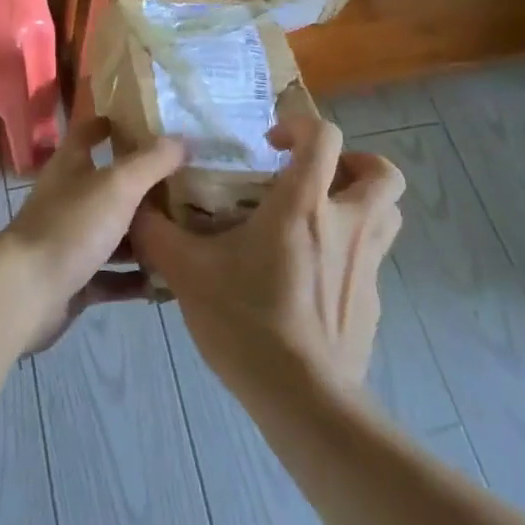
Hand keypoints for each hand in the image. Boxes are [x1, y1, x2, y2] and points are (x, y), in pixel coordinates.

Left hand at [2, 116, 184, 353]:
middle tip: (187, 184)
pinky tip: (166, 282)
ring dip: (144, 237)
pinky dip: (136, 279)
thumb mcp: (118, 185)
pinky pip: (112, 277)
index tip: (147, 123)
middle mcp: (68, 199)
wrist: (27, 293)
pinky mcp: (75, 280)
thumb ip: (152, 161)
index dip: (112, 124)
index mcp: (70, 167)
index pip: (88, 133)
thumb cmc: (72, 226)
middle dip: (143, 186)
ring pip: (113, 233)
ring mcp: (70, 241)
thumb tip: (183, 139)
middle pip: (108, 186)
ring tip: (184, 234)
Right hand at [132, 115, 403, 397]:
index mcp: (304, 206)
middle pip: (382, 173)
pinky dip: (351, 250)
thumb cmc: (247, 322)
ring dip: (362, 201)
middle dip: (355, 162)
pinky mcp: (373, 301)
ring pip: (388, 213)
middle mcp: (347, 225)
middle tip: (317, 175)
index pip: (324, 137)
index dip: (300, 125)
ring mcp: (367, 265)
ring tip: (324, 214)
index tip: (271, 142)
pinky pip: (373, 258)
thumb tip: (135, 208)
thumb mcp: (188, 274)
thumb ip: (158, 235)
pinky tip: (314, 276)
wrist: (303, 399)